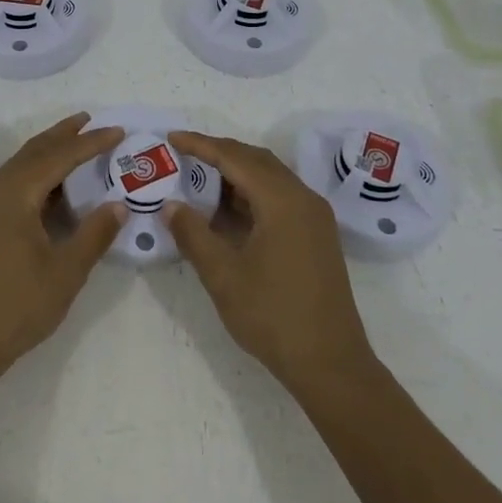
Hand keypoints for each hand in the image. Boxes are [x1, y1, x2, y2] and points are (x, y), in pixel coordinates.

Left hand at [0, 114, 124, 381]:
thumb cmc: (16, 306)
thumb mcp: (66, 272)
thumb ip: (95, 234)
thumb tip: (119, 205)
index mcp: (14, 193)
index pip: (60, 156)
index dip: (91, 142)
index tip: (118, 130)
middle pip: (34, 151)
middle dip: (64, 135)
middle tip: (91, 120)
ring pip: (20, 165)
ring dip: (48, 153)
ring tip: (75, 144)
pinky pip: (11, 183)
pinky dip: (35, 174)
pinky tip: (50, 188)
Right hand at [166, 131, 376, 396]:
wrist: (330, 364)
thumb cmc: (273, 316)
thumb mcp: (223, 275)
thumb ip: (193, 234)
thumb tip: (170, 205)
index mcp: (283, 201)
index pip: (235, 158)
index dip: (201, 145)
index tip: (171, 138)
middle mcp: (303, 199)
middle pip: (256, 160)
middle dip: (218, 153)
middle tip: (183, 154)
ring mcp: (314, 217)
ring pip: (270, 178)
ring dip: (235, 174)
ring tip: (199, 180)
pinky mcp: (316, 235)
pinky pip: (280, 198)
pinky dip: (251, 195)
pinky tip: (227, 211)